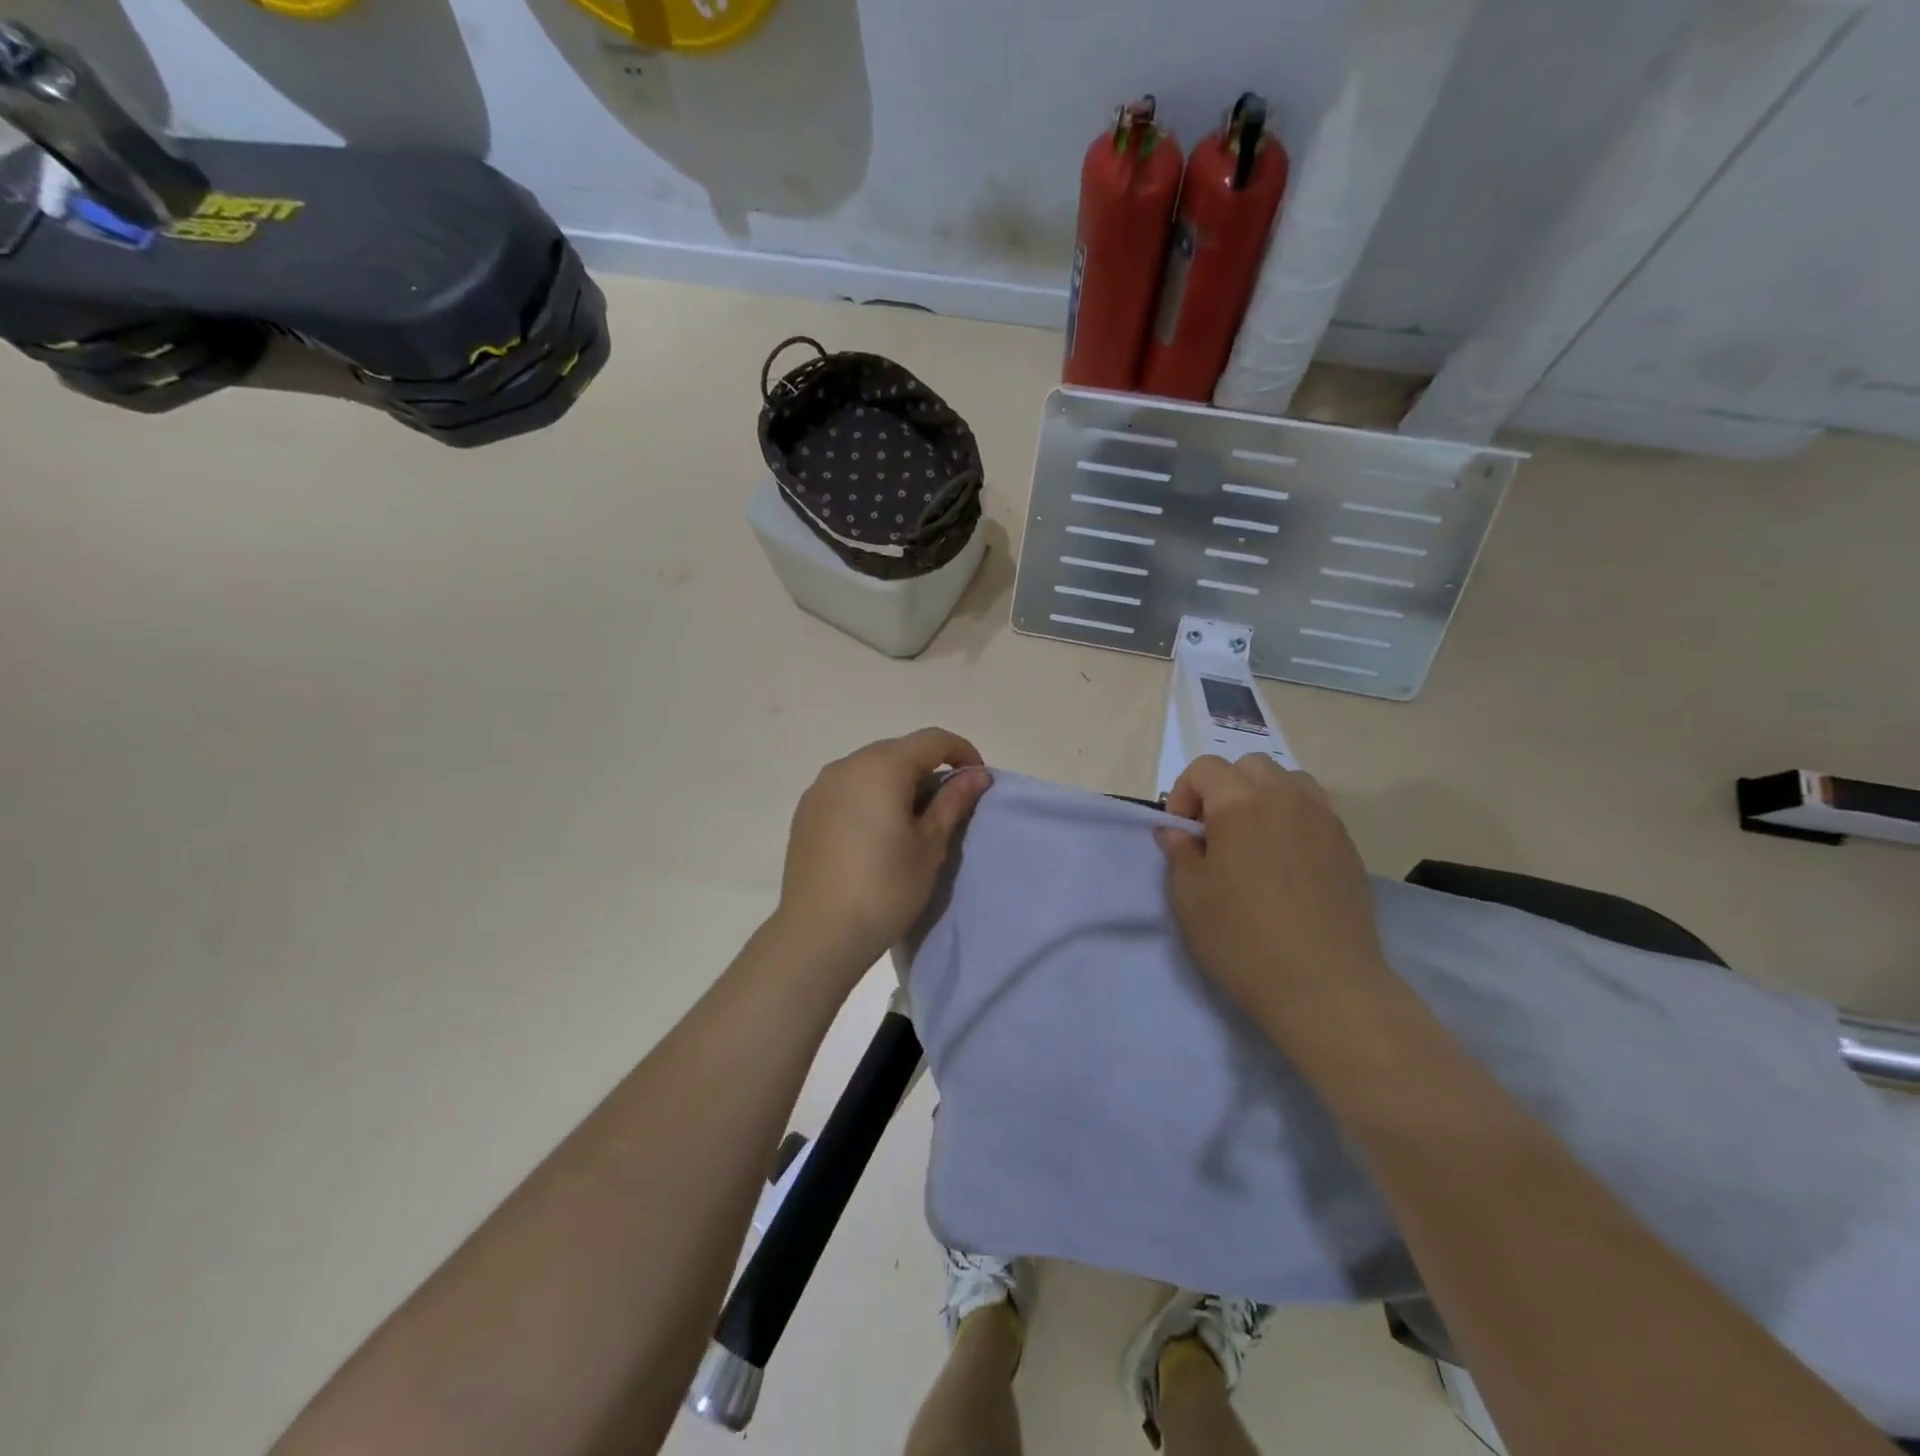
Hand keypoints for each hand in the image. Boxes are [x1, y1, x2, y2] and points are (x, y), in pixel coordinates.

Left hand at [774, 728, 991, 986]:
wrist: (818, 934)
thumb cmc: (884, 888)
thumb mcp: (929, 845)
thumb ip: (953, 802)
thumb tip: (977, 775)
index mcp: (881, 766)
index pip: (933, 740)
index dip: (962, 753)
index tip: (978, 783)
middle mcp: (846, 765)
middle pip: (899, 751)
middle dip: (929, 770)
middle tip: (948, 809)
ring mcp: (820, 788)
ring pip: (872, 769)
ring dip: (899, 784)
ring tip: (913, 824)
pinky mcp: (806, 811)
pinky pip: (848, 789)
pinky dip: (871, 798)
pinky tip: (877, 835)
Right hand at [1156, 755, 1391, 1037]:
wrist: (1325, 985)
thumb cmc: (1243, 939)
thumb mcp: (1190, 896)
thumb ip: (1180, 852)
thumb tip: (1177, 831)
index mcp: (1240, 802)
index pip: (1204, 769)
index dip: (1183, 794)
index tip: (1182, 834)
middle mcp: (1285, 797)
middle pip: (1249, 767)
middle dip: (1224, 789)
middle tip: (1215, 835)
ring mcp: (1324, 819)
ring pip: (1288, 782)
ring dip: (1263, 798)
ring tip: (1253, 842)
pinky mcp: (1347, 846)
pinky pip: (1314, 812)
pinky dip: (1292, 820)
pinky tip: (1285, 864)